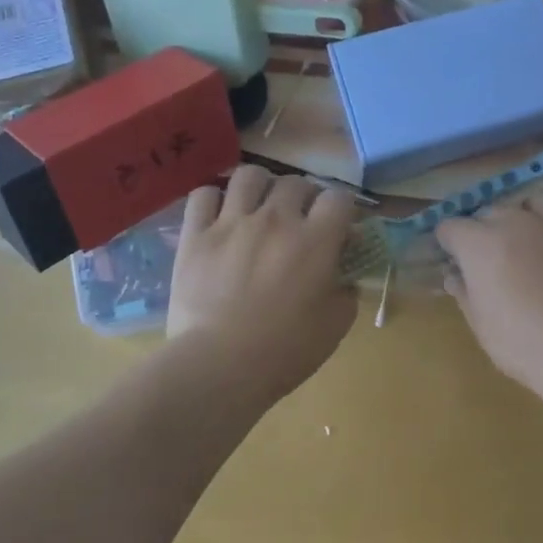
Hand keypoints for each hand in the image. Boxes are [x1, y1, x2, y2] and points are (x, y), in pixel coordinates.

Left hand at [169, 166, 358, 396]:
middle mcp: (276, 219)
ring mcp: (232, 222)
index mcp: (315, 239)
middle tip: (299, 220)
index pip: (339, 197)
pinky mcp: (196, 234)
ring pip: (249, 175)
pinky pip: (203, 195)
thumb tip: (345, 276)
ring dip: (260, 186)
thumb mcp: (334, 326)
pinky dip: (213, 200)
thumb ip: (346, 292)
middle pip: (295, 182)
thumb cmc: (284, 351)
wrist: (219, 366)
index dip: (342, 207)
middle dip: (303, 197)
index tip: (339, 225)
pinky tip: (219, 216)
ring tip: (259, 205)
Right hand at [436, 190, 542, 394]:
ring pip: (539, 200)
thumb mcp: (480, 324)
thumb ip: (465, 293)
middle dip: (485, 227)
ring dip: (531, 211)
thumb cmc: (520, 341)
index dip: (447, 242)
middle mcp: (517, 222)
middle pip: (492, 210)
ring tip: (532, 228)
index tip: (452, 259)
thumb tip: (453, 276)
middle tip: (490, 255)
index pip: (450, 227)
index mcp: (480, 243)